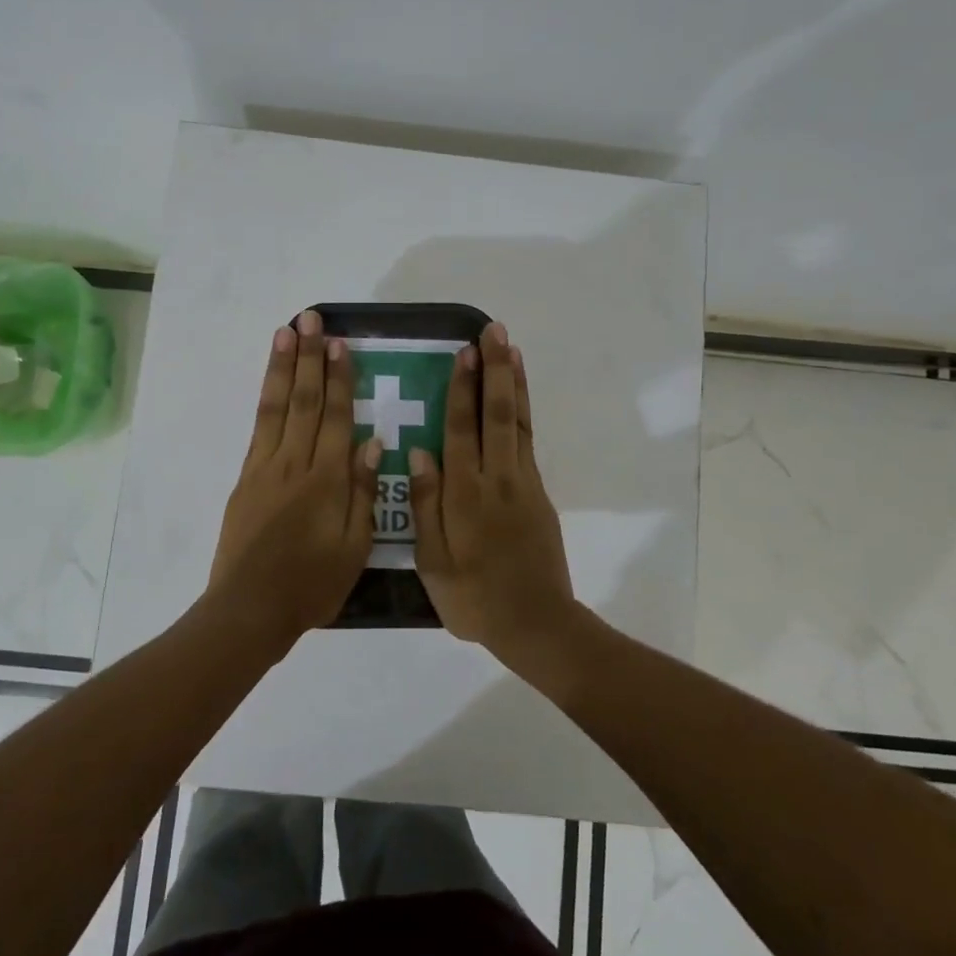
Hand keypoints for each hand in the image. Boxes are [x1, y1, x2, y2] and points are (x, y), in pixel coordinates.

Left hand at [203, 309, 381, 653]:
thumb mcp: (355, 547)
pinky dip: (265, 399)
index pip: (335, 417)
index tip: (341, 344)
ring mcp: (265, 468)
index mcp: (326, 480)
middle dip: (309, 357)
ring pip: (276, 407)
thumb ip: (363, 491)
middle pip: (304, 401)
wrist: (249, 609)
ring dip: (282, 367)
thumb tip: (373, 442)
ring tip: (286, 332)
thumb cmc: (311, 585)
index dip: (339, 378)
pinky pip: (259, 428)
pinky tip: (271, 382)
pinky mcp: (246, 479)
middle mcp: (294, 464)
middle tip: (311, 319)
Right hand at [408, 321, 579, 661]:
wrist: (535, 623)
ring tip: (511, 348)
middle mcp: (497, 479)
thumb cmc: (473, 598)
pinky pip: (528, 441)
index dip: (462, 389)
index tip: (464, 352)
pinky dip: (523, 411)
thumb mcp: (433, 561)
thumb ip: (424, 504)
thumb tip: (417, 451)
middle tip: (494, 332)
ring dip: (514, 382)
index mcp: (465, 494)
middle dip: (495, 370)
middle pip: (497, 414)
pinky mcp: (539, 492)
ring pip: (518, 422)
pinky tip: (516, 396)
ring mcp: (523, 483)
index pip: (462, 430)